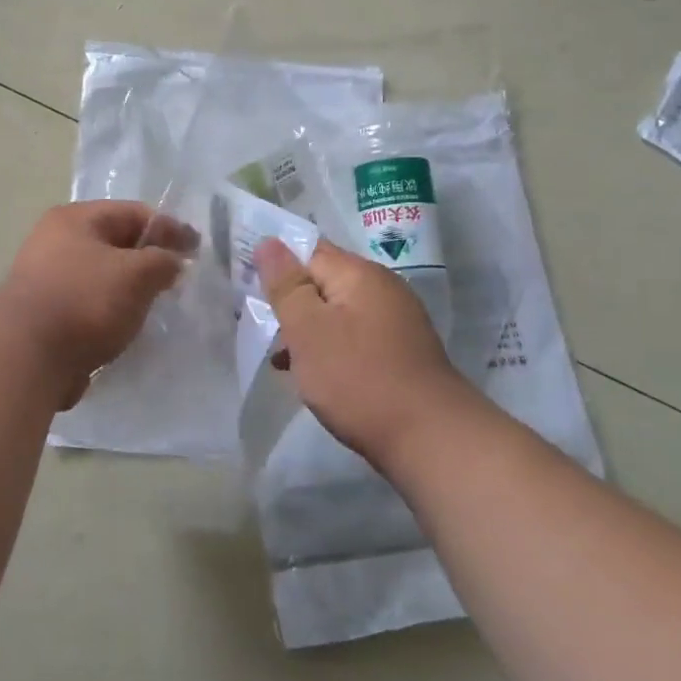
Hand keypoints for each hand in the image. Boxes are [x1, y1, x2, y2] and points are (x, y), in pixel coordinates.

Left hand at [0, 201, 195, 407]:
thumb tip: (171, 262)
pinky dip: (109, 314)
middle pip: (115, 244)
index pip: (132, 212)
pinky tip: (126, 330)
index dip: (169, 228)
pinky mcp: (45, 316)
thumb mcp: (137, 273)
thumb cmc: (85, 301)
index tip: (197, 250)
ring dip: (129, 290)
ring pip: (102, 277)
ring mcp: (46, 280)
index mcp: (75, 219)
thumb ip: (163, 261)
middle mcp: (55, 242)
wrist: (27, 356)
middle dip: (148, 260)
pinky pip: (88, 306)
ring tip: (155, 308)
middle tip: (177, 280)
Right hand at [253, 238, 470, 470]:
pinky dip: (331, 350)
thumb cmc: (358, 378)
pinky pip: (354, 337)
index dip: (276, 265)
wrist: (430, 439)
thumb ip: (286, 284)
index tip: (250, 289)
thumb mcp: (308, 329)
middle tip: (262, 328)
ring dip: (308, 330)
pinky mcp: (400, 352)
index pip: (308, 250)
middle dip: (291, 303)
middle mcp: (382, 288)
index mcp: (359, 274)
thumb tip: (269, 241)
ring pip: (337, 313)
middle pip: (323, 282)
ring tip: (282, 359)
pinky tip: (315, 376)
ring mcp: (396, 321)